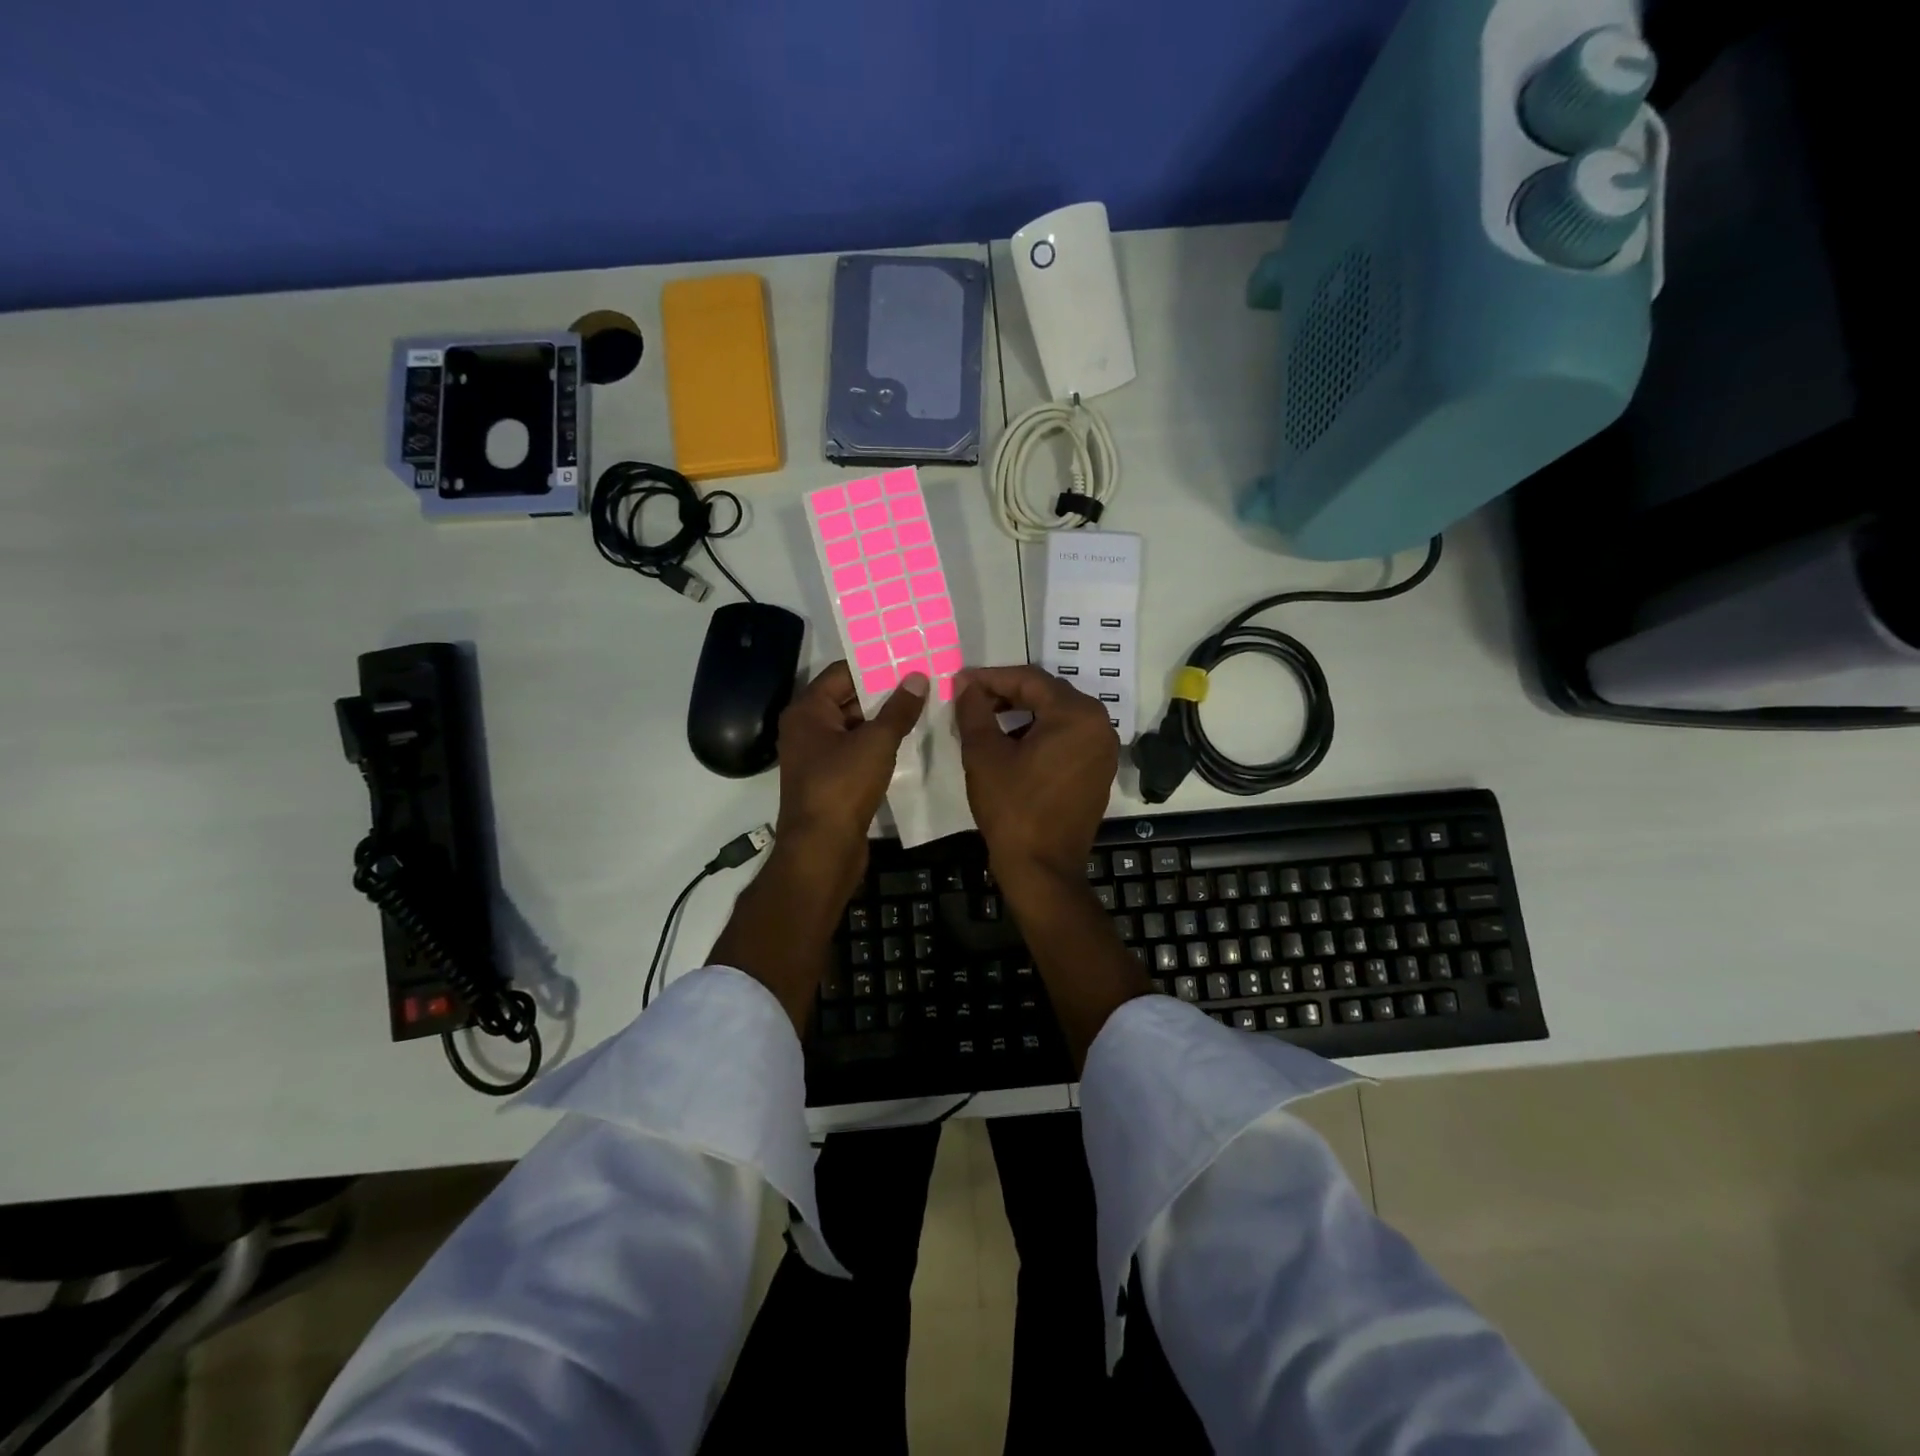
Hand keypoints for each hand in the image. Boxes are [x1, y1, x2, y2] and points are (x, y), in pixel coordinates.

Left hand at [775, 660, 928, 888]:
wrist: (822, 850)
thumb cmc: (842, 787)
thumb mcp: (876, 743)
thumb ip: (898, 709)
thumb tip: (917, 677)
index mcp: (807, 711)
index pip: (842, 673)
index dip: (875, 666)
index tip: (909, 660)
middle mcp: (806, 729)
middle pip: (848, 699)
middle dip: (884, 693)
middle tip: (923, 684)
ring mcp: (816, 757)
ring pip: (854, 728)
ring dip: (884, 721)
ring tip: (923, 709)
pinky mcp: (829, 781)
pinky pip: (855, 752)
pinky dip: (878, 746)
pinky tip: (908, 743)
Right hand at [953, 666, 1141, 1067]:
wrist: (1042, 869)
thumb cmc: (1012, 809)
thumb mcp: (985, 754)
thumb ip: (974, 711)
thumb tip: (965, 685)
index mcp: (1077, 714)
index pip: (1028, 680)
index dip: (989, 678)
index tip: (959, 682)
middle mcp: (1100, 725)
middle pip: (1046, 694)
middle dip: (1006, 694)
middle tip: (969, 699)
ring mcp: (1103, 750)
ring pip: (1056, 716)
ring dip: (1021, 714)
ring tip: (985, 721)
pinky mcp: (1098, 771)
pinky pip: (1067, 738)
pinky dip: (1038, 735)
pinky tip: (1010, 744)